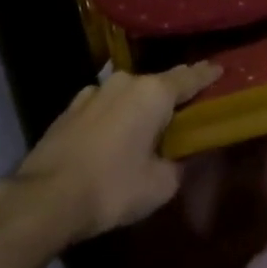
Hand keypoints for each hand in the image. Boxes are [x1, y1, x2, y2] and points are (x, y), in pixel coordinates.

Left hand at [3, 64, 220, 245]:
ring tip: (148, 120)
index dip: (208, 75)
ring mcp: (93, 92)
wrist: (45, 198)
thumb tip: (181, 156)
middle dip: (174, 91)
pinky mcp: (70, 108)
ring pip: (128, 92)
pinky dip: (115, 113)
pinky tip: (114, 131)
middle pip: (158, 82)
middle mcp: (125, 82)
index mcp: (153, 93)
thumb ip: (179, 164)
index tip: (221, 69)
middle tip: (189, 101)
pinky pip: (104, 104)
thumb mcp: (160, 185)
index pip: (190, 78)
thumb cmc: (112, 188)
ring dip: (140, 103)